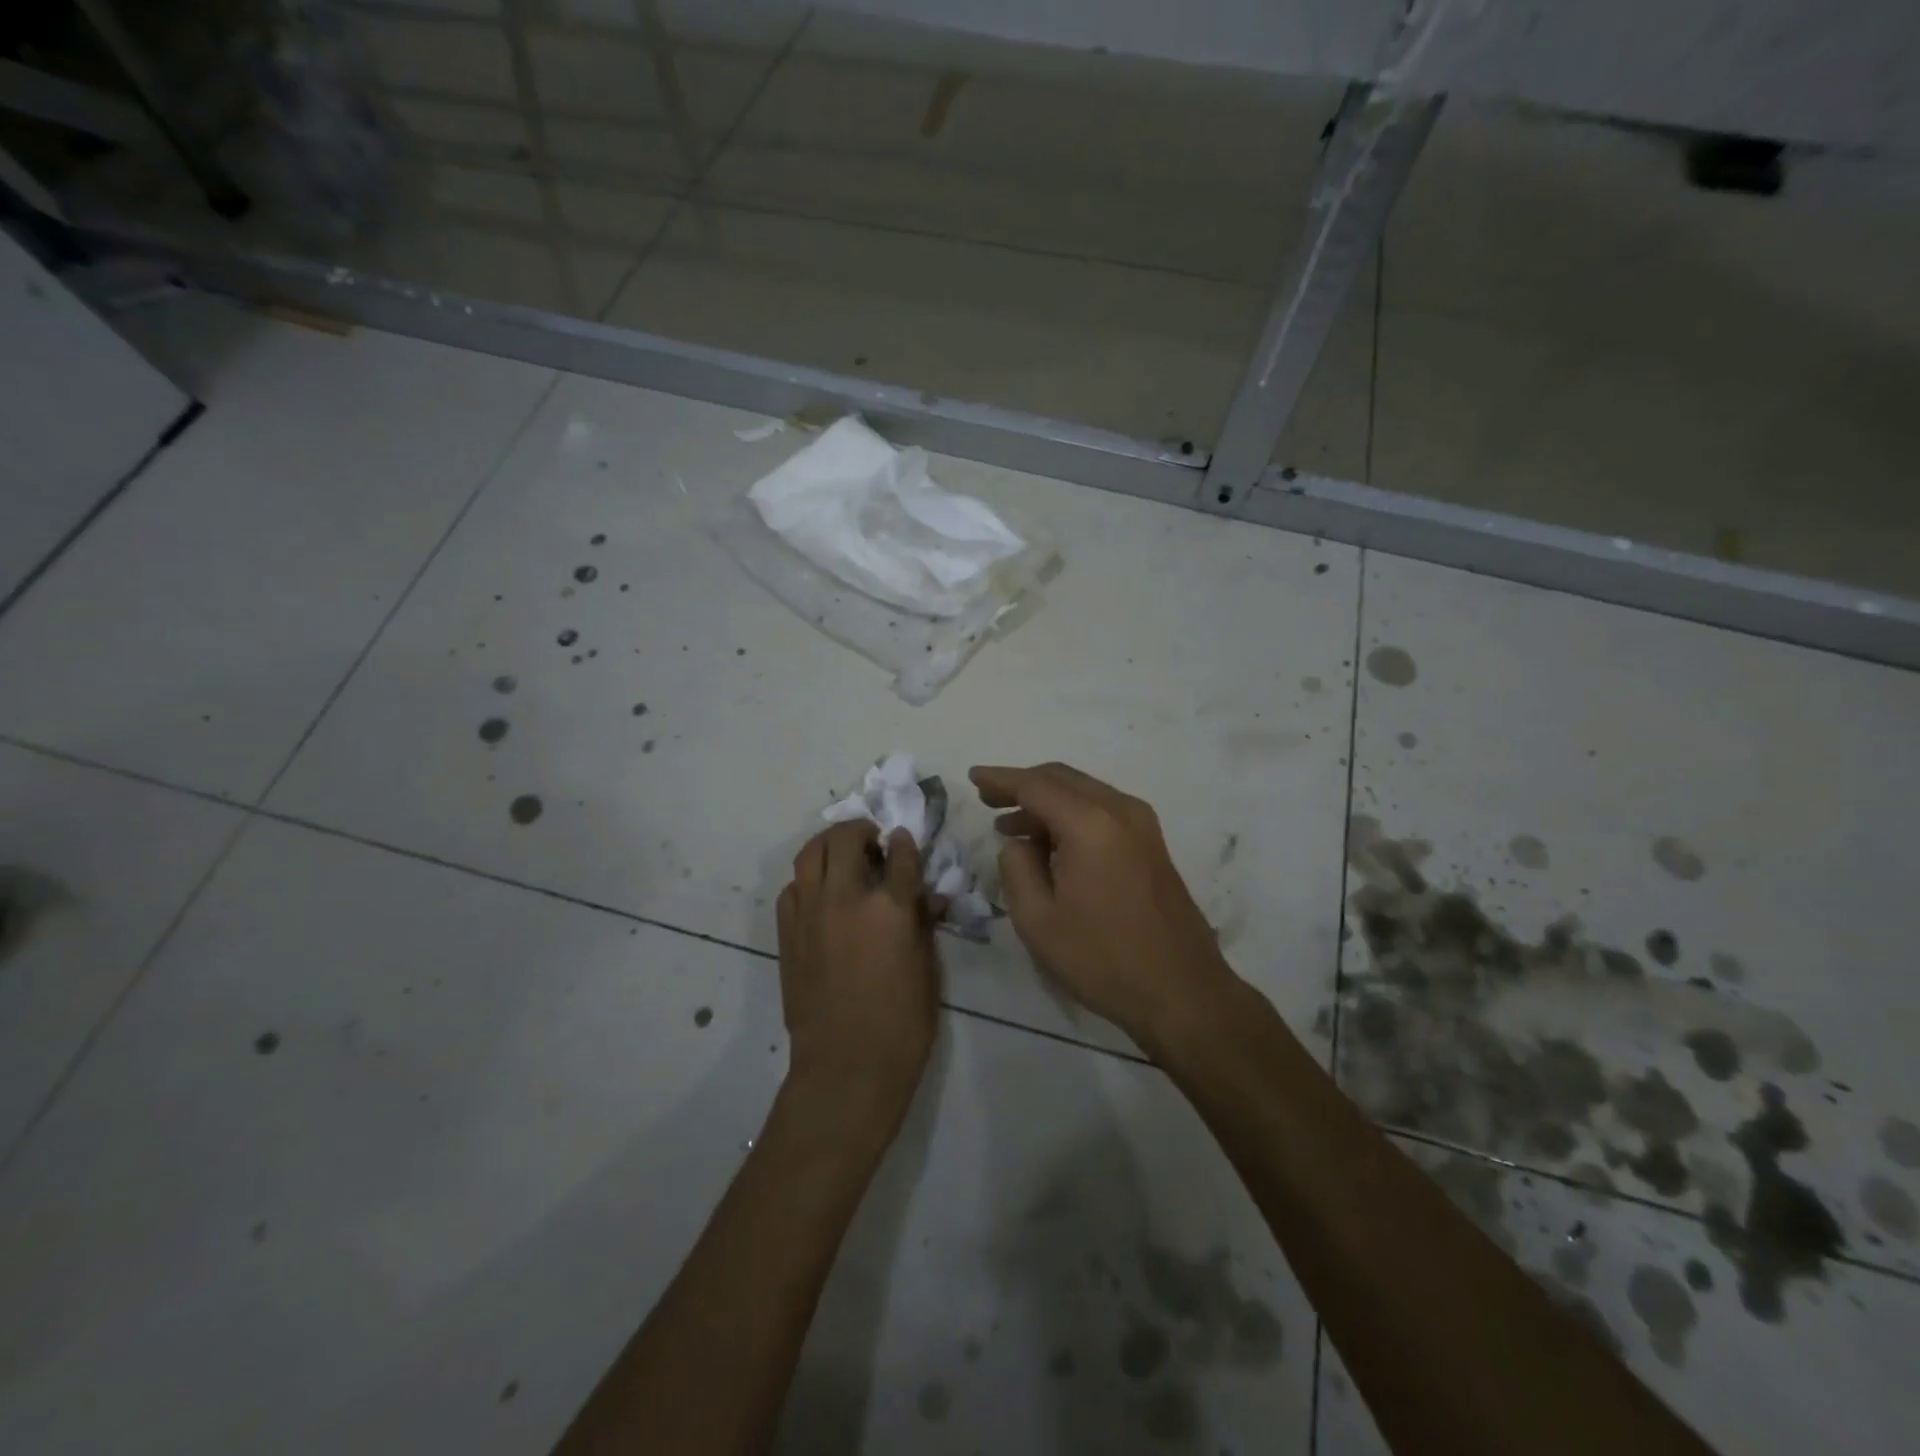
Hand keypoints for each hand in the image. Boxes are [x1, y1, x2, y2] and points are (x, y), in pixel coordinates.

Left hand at [775, 820, 942, 1119]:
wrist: (846, 1068)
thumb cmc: (902, 1024)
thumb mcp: (927, 969)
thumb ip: (922, 924)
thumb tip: (923, 897)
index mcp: (889, 908)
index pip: (900, 856)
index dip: (905, 843)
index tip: (903, 839)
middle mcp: (846, 899)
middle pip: (845, 840)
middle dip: (861, 830)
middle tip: (871, 839)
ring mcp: (810, 913)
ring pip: (810, 854)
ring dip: (828, 843)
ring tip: (841, 851)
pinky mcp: (787, 933)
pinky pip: (792, 888)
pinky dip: (807, 879)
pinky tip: (819, 892)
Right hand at [970, 762, 1238, 1050]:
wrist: (1182, 991)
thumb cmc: (1103, 959)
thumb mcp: (1038, 920)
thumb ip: (1016, 868)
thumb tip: (1019, 843)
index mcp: (1090, 823)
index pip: (1035, 785)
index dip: (1000, 779)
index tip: (972, 777)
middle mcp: (1120, 810)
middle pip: (1062, 779)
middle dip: (1022, 784)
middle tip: (987, 798)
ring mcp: (1142, 825)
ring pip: (1084, 793)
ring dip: (1046, 802)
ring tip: (1010, 826)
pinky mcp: (1152, 844)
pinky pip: (1102, 811)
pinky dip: (1070, 815)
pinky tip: (1050, 842)